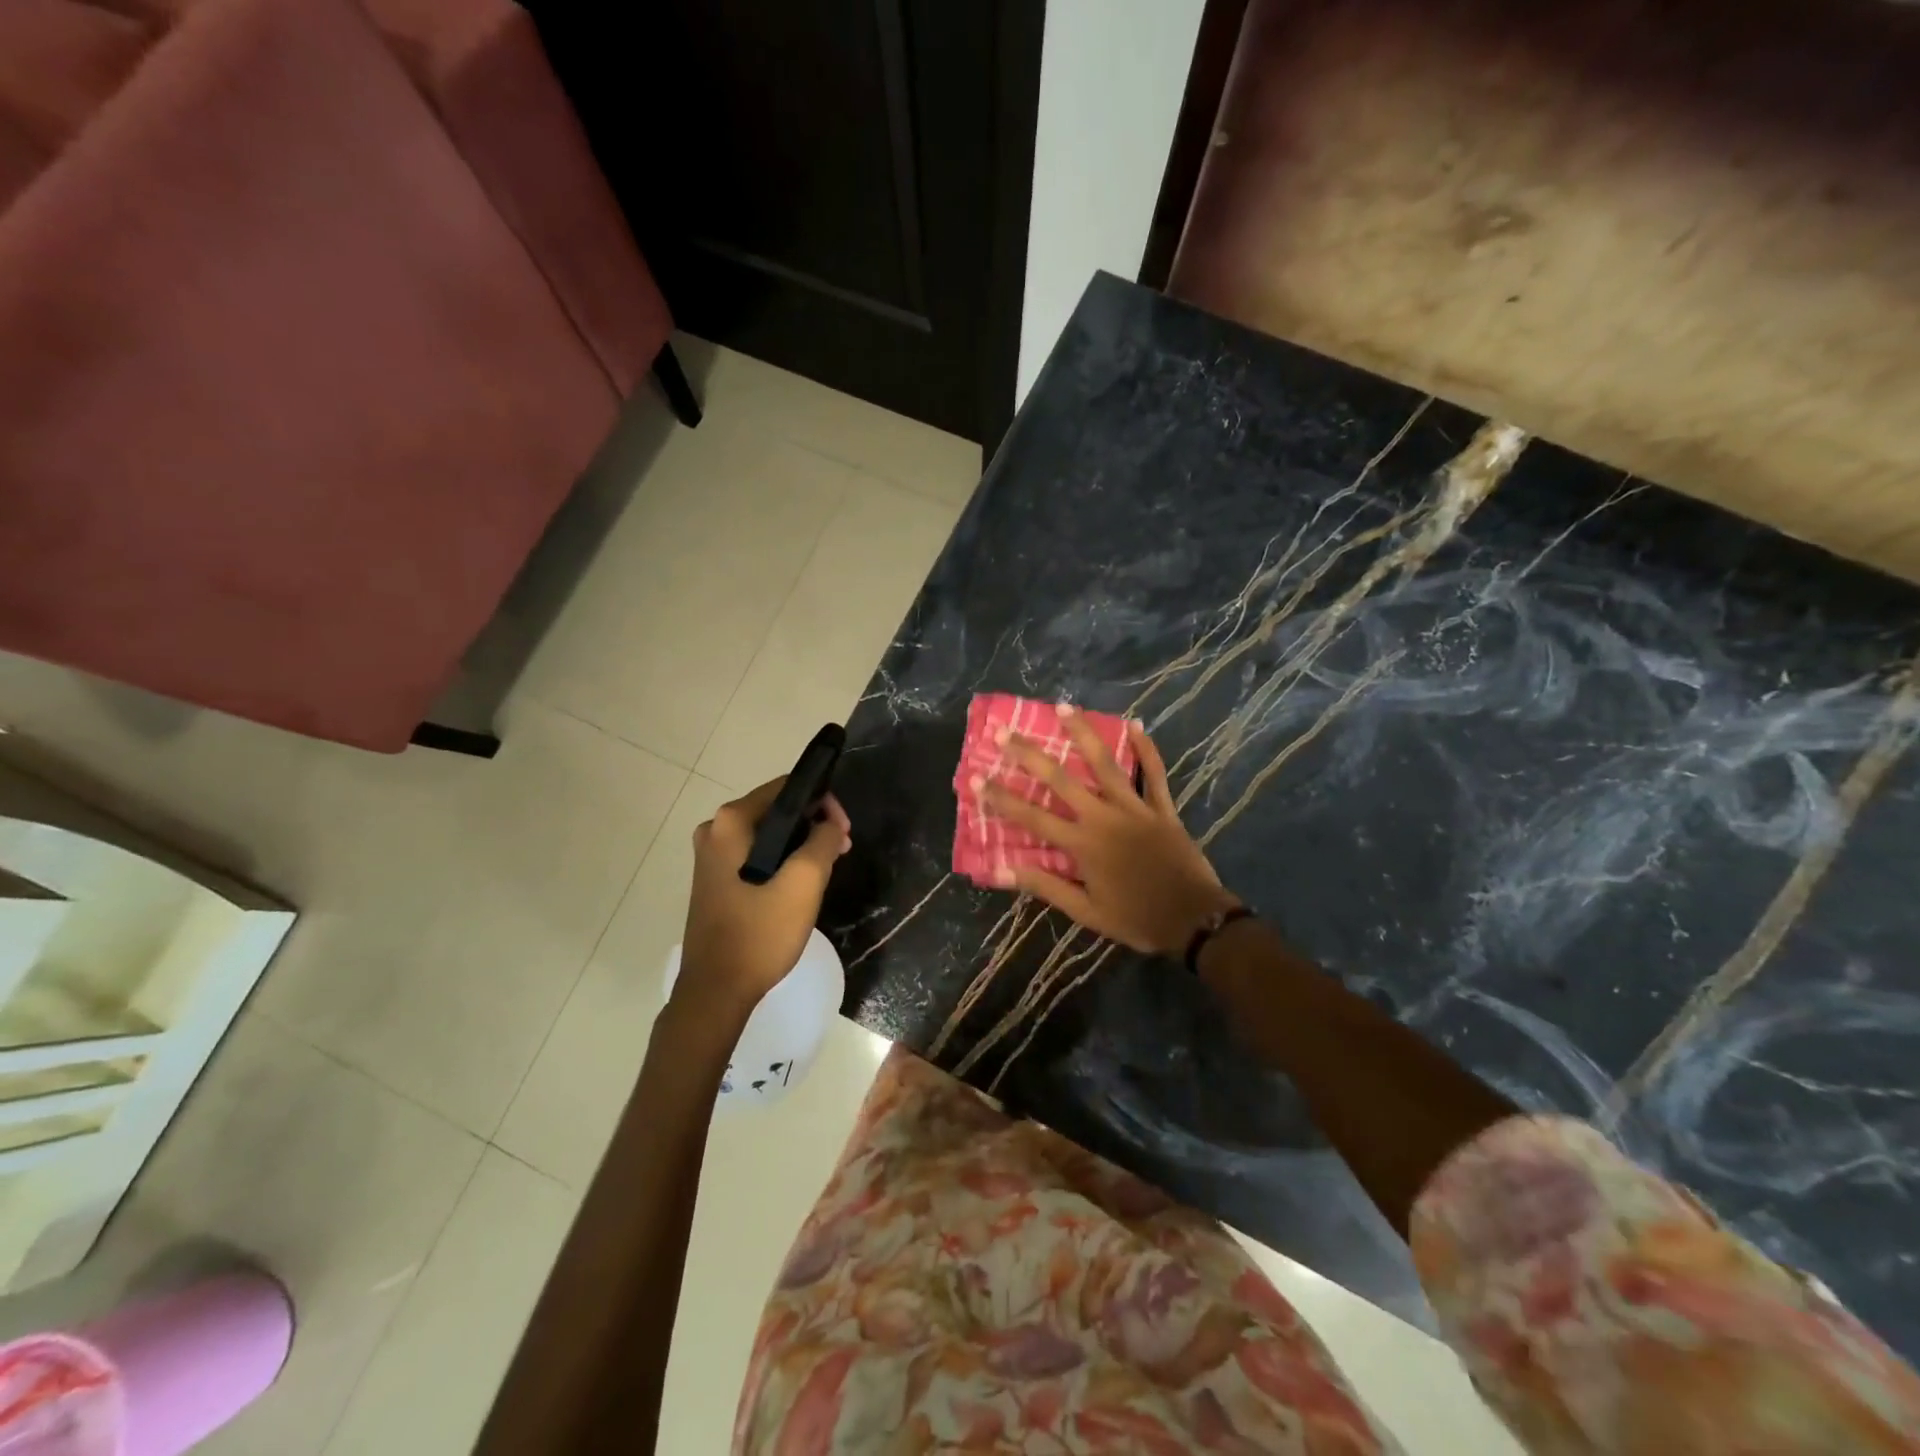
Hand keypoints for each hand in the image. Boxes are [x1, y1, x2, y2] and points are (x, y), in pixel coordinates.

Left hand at [677, 779, 851, 1016]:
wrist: (716, 991)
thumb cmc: (760, 932)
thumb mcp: (805, 882)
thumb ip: (824, 840)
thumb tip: (830, 824)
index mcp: (731, 822)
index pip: (786, 788)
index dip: (823, 802)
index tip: (844, 832)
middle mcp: (715, 830)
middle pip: (777, 810)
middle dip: (813, 825)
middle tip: (841, 851)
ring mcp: (711, 857)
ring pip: (768, 835)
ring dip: (800, 845)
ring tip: (827, 869)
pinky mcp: (714, 880)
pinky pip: (756, 855)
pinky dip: (781, 861)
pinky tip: (800, 885)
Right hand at [978, 706, 1238, 955]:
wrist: (1194, 920)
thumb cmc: (1136, 918)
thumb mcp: (1085, 912)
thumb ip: (1045, 886)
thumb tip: (1000, 869)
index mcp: (1082, 844)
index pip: (1032, 817)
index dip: (1001, 797)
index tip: (976, 778)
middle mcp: (1104, 817)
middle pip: (1061, 780)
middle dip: (1030, 755)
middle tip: (1005, 733)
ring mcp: (1135, 808)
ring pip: (1105, 764)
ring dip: (1083, 733)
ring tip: (1063, 707)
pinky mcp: (1162, 808)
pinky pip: (1154, 773)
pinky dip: (1146, 749)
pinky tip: (1135, 724)